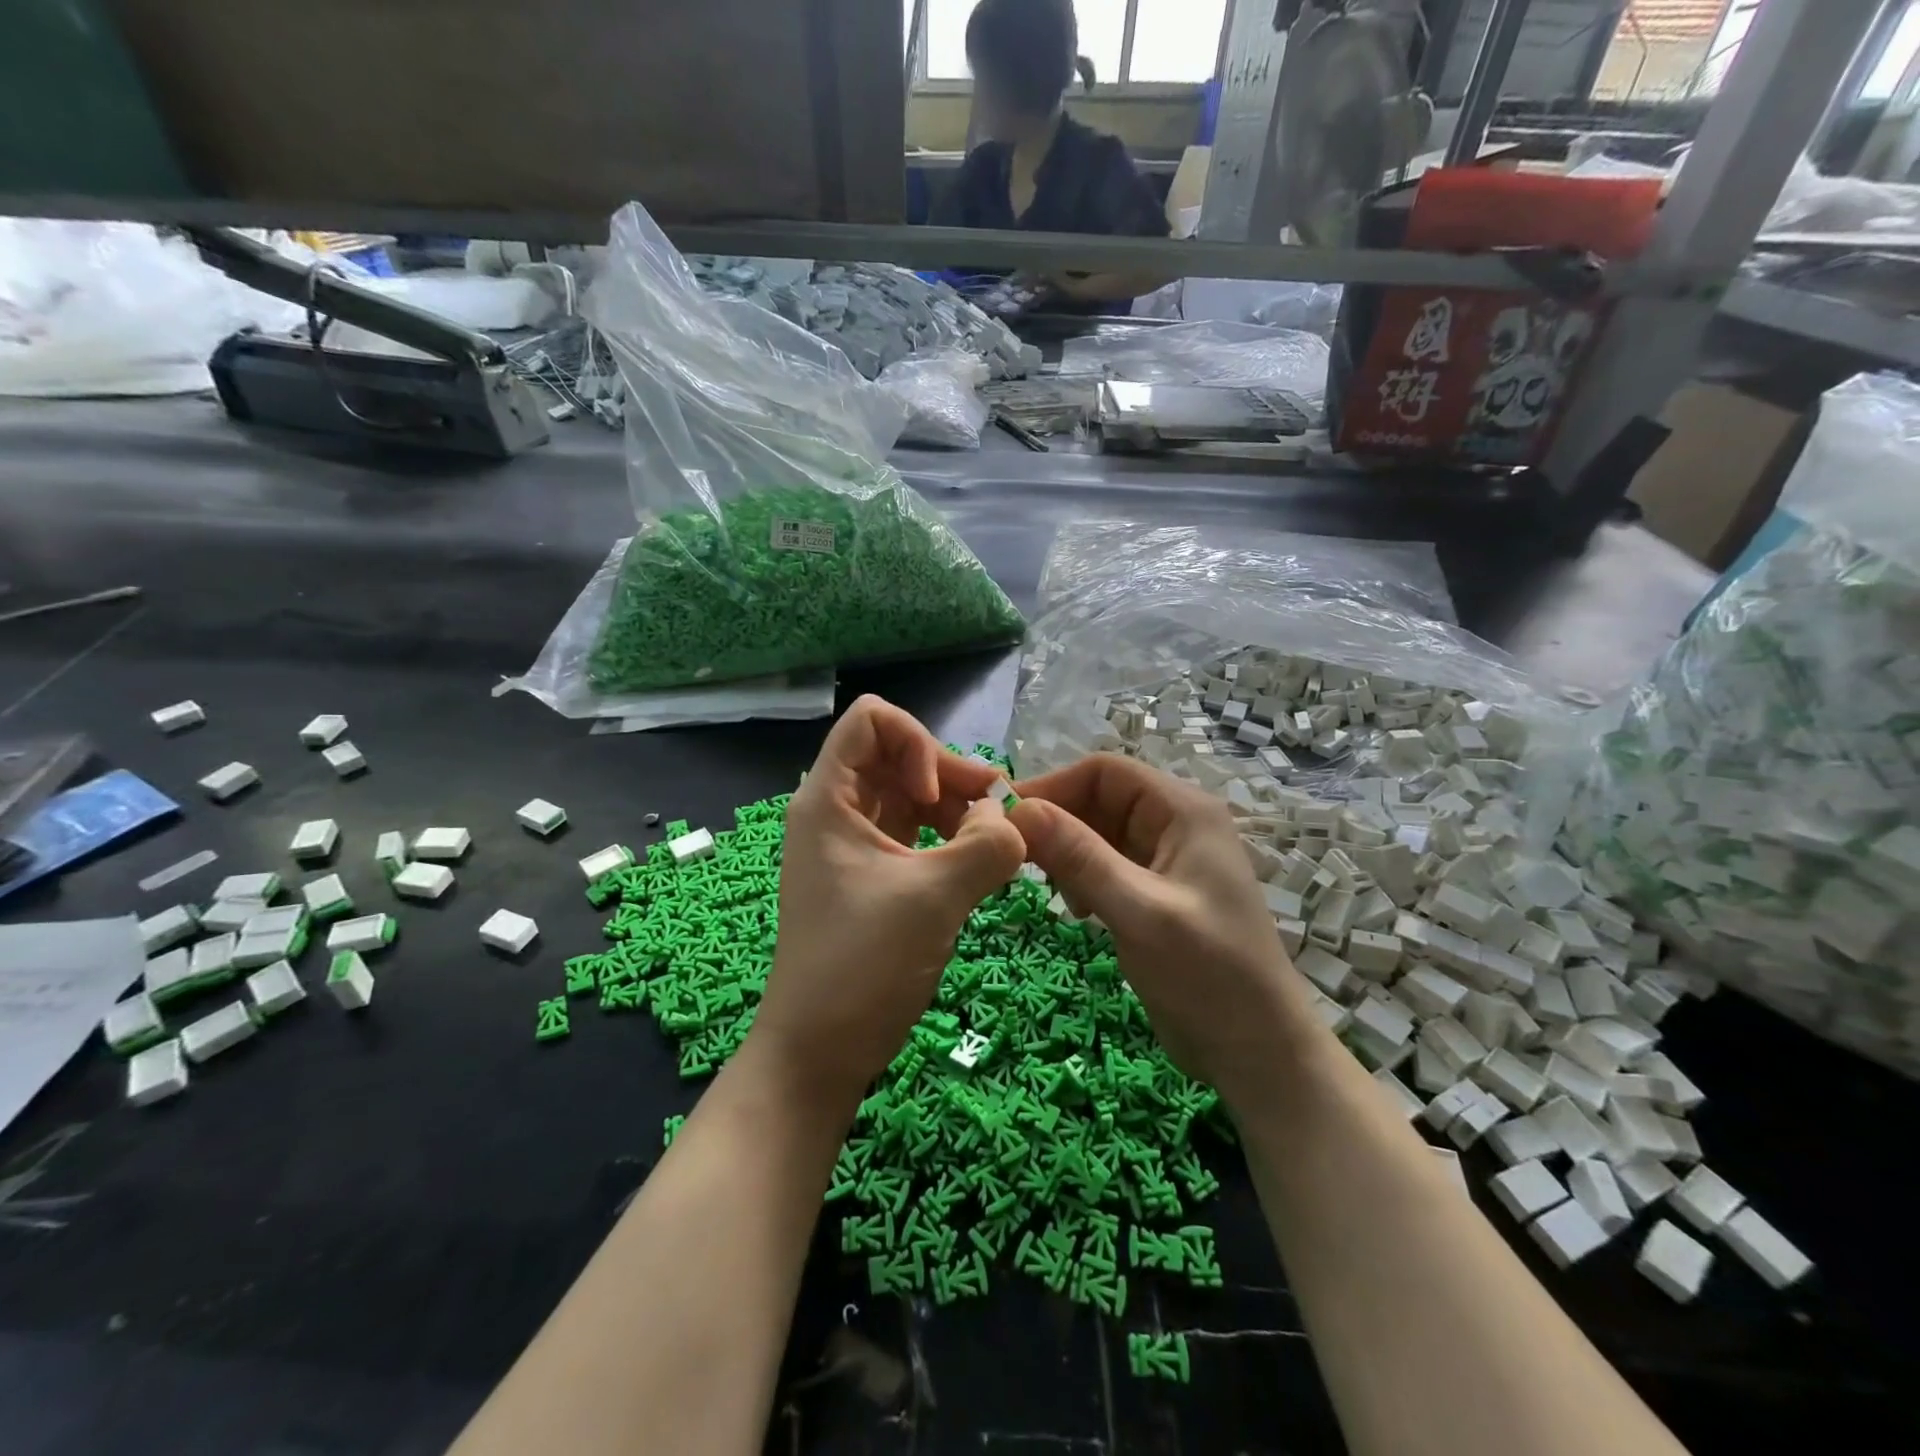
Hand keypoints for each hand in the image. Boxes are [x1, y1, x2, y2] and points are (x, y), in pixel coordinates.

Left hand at [750, 697, 1026, 1103]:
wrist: (819, 1051)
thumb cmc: (862, 965)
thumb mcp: (933, 898)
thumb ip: (986, 846)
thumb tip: (1013, 819)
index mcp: (828, 799)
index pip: (872, 720)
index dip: (916, 743)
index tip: (936, 799)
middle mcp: (836, 810)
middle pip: (897, 755)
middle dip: (949, 776)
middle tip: (994, 818)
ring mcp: (852, 844)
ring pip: (909, 794)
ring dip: (954, 808)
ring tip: (992, 844)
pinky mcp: (871, 875)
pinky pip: (913, 832)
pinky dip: (947, 837)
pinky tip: (977, 863)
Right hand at [1008, 754, 1316, 1102]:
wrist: (1257, 1051)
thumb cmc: (1207, 975)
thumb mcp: (1138, 911)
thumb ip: (1080, 857)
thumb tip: (1018, 809)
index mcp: (1183, 811)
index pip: (1105, 771)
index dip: (1054, 786)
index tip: (1008, 819)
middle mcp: (1175, 824)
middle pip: (1099, 799)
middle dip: (1059, 824)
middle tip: (1020, 861)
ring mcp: (1167, 859)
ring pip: (1098, 833)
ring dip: (1068, 854)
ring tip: (1055, 892)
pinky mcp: (1156, 892)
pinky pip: (1107, 865)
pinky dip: (1082, 879)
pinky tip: (1079, 910)